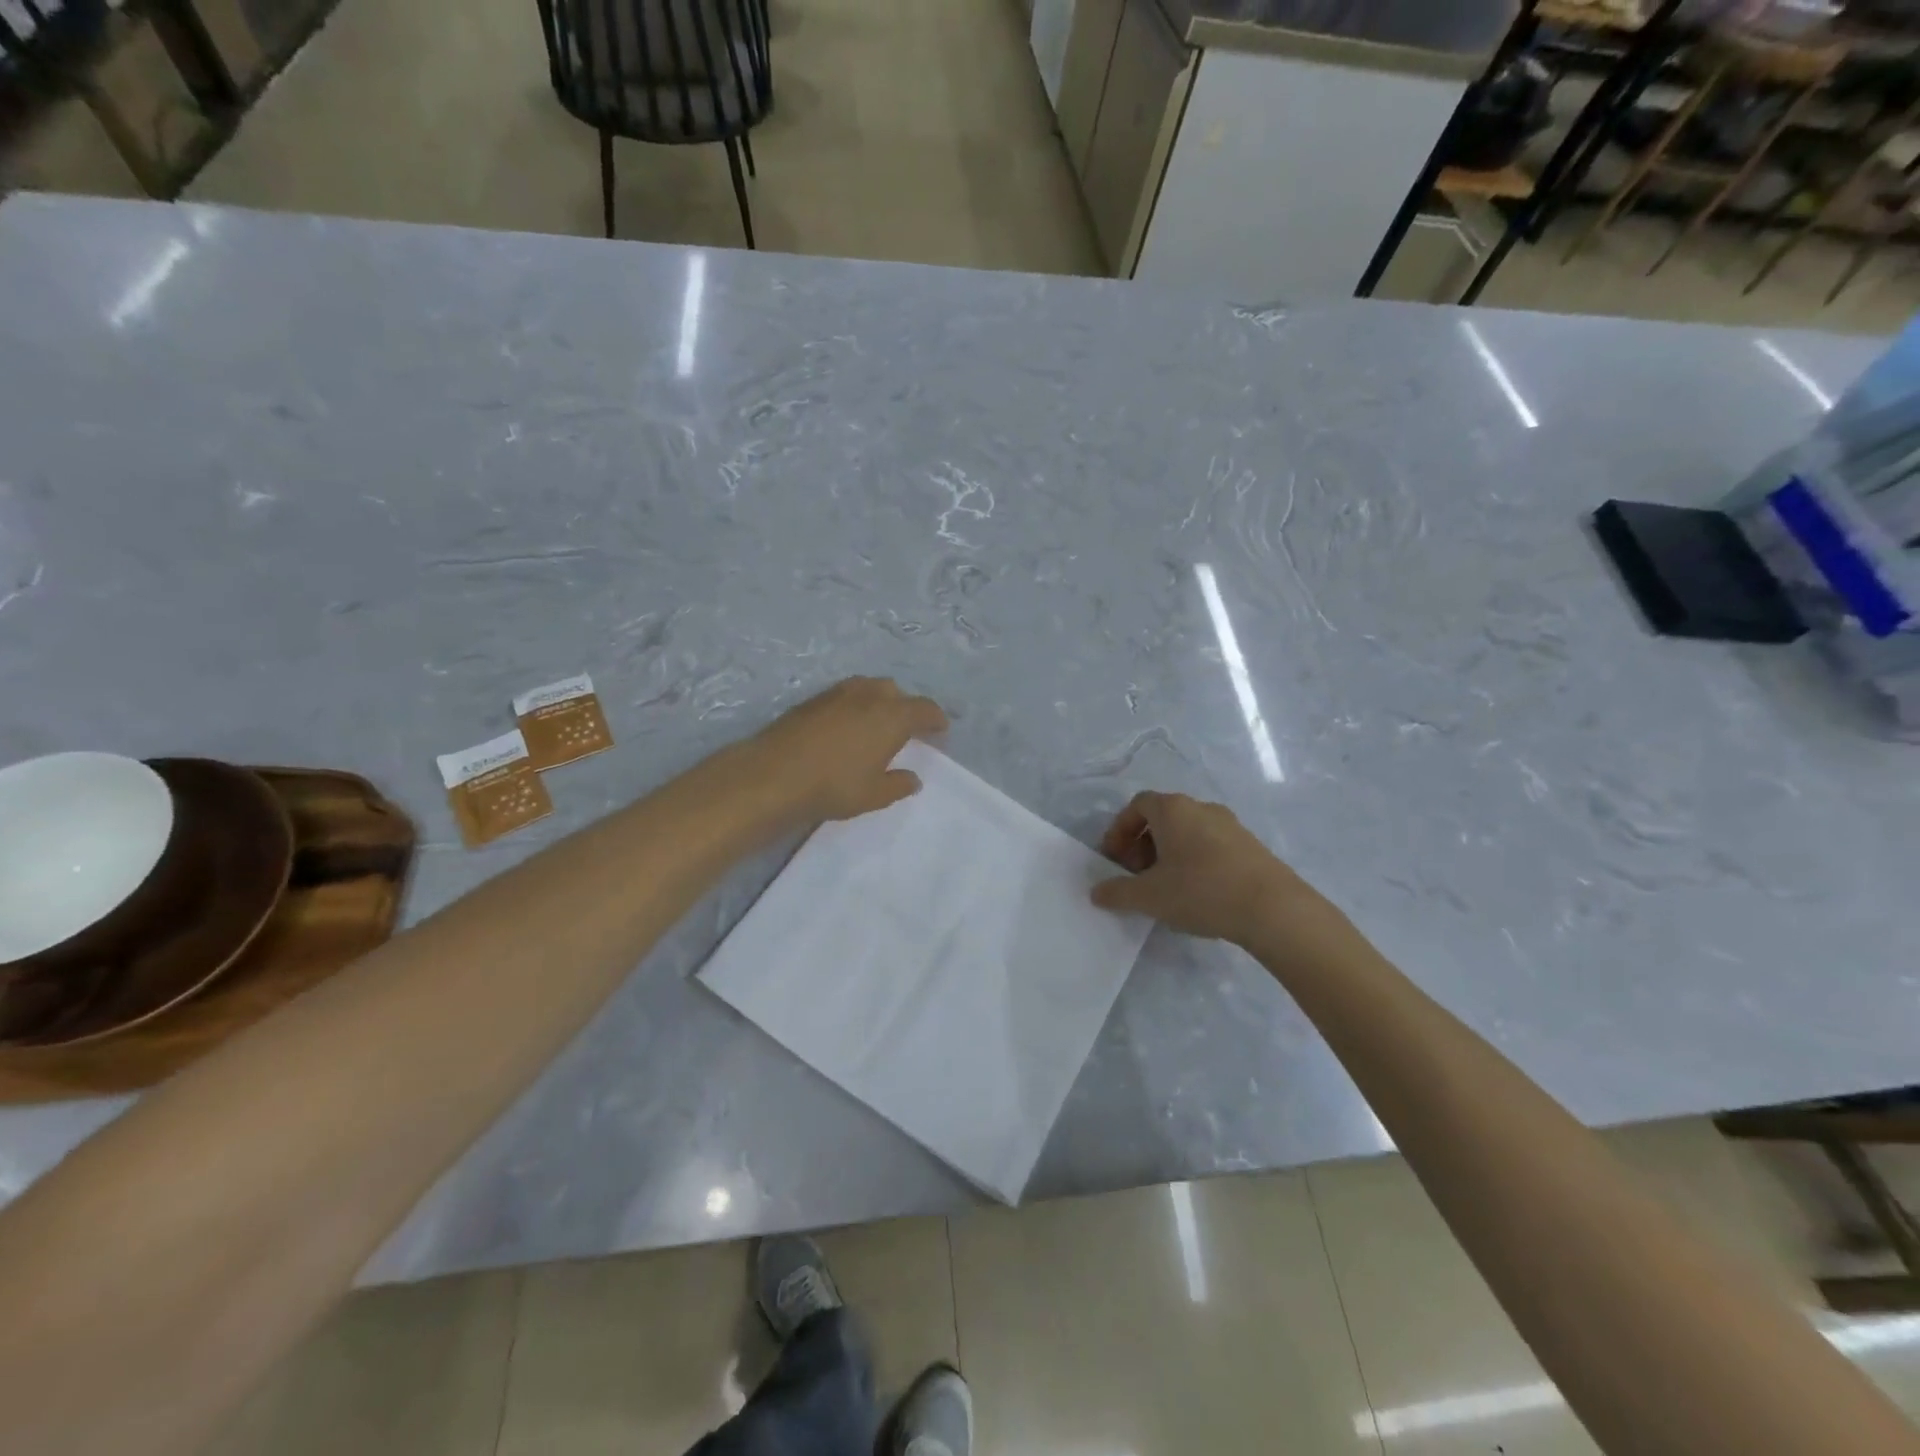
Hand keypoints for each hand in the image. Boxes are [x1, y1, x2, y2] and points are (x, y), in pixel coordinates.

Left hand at [750, 677, 948, 824]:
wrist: (773, 774)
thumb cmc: (834, 786)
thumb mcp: (874, 795)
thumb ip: (898, 784)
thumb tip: (913, 778)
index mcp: (892, 715)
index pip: (924, 709)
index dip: (935, 719)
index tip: (940, 729)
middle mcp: (869, 696)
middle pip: (896, 693)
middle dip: (906, 707)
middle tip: (907, 729)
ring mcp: (838, 693)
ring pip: (869, 688)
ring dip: (879, 702)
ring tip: (877, 723)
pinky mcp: (813, 699)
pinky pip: (845, 695)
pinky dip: (855, 705)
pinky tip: (847, 725)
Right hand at [1090, 791, 1328, 946]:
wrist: (1274, 909)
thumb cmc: (1201, 891)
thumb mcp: (1149, 897)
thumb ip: (1117, 892)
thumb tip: (1096, 892)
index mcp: (1173, 809)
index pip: (1137, 805)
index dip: (1120, 830)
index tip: (1114, 859)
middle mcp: (1201, 808)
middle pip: (1162, 817)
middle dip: (1143, 844)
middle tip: (1136, 875)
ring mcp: (1230, 825)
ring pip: (1188, 832)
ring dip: (1169, 853)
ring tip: (1166, 887)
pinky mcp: (1251, 846)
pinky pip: (1211, 845)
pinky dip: (1194, 861)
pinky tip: (1197, 893)